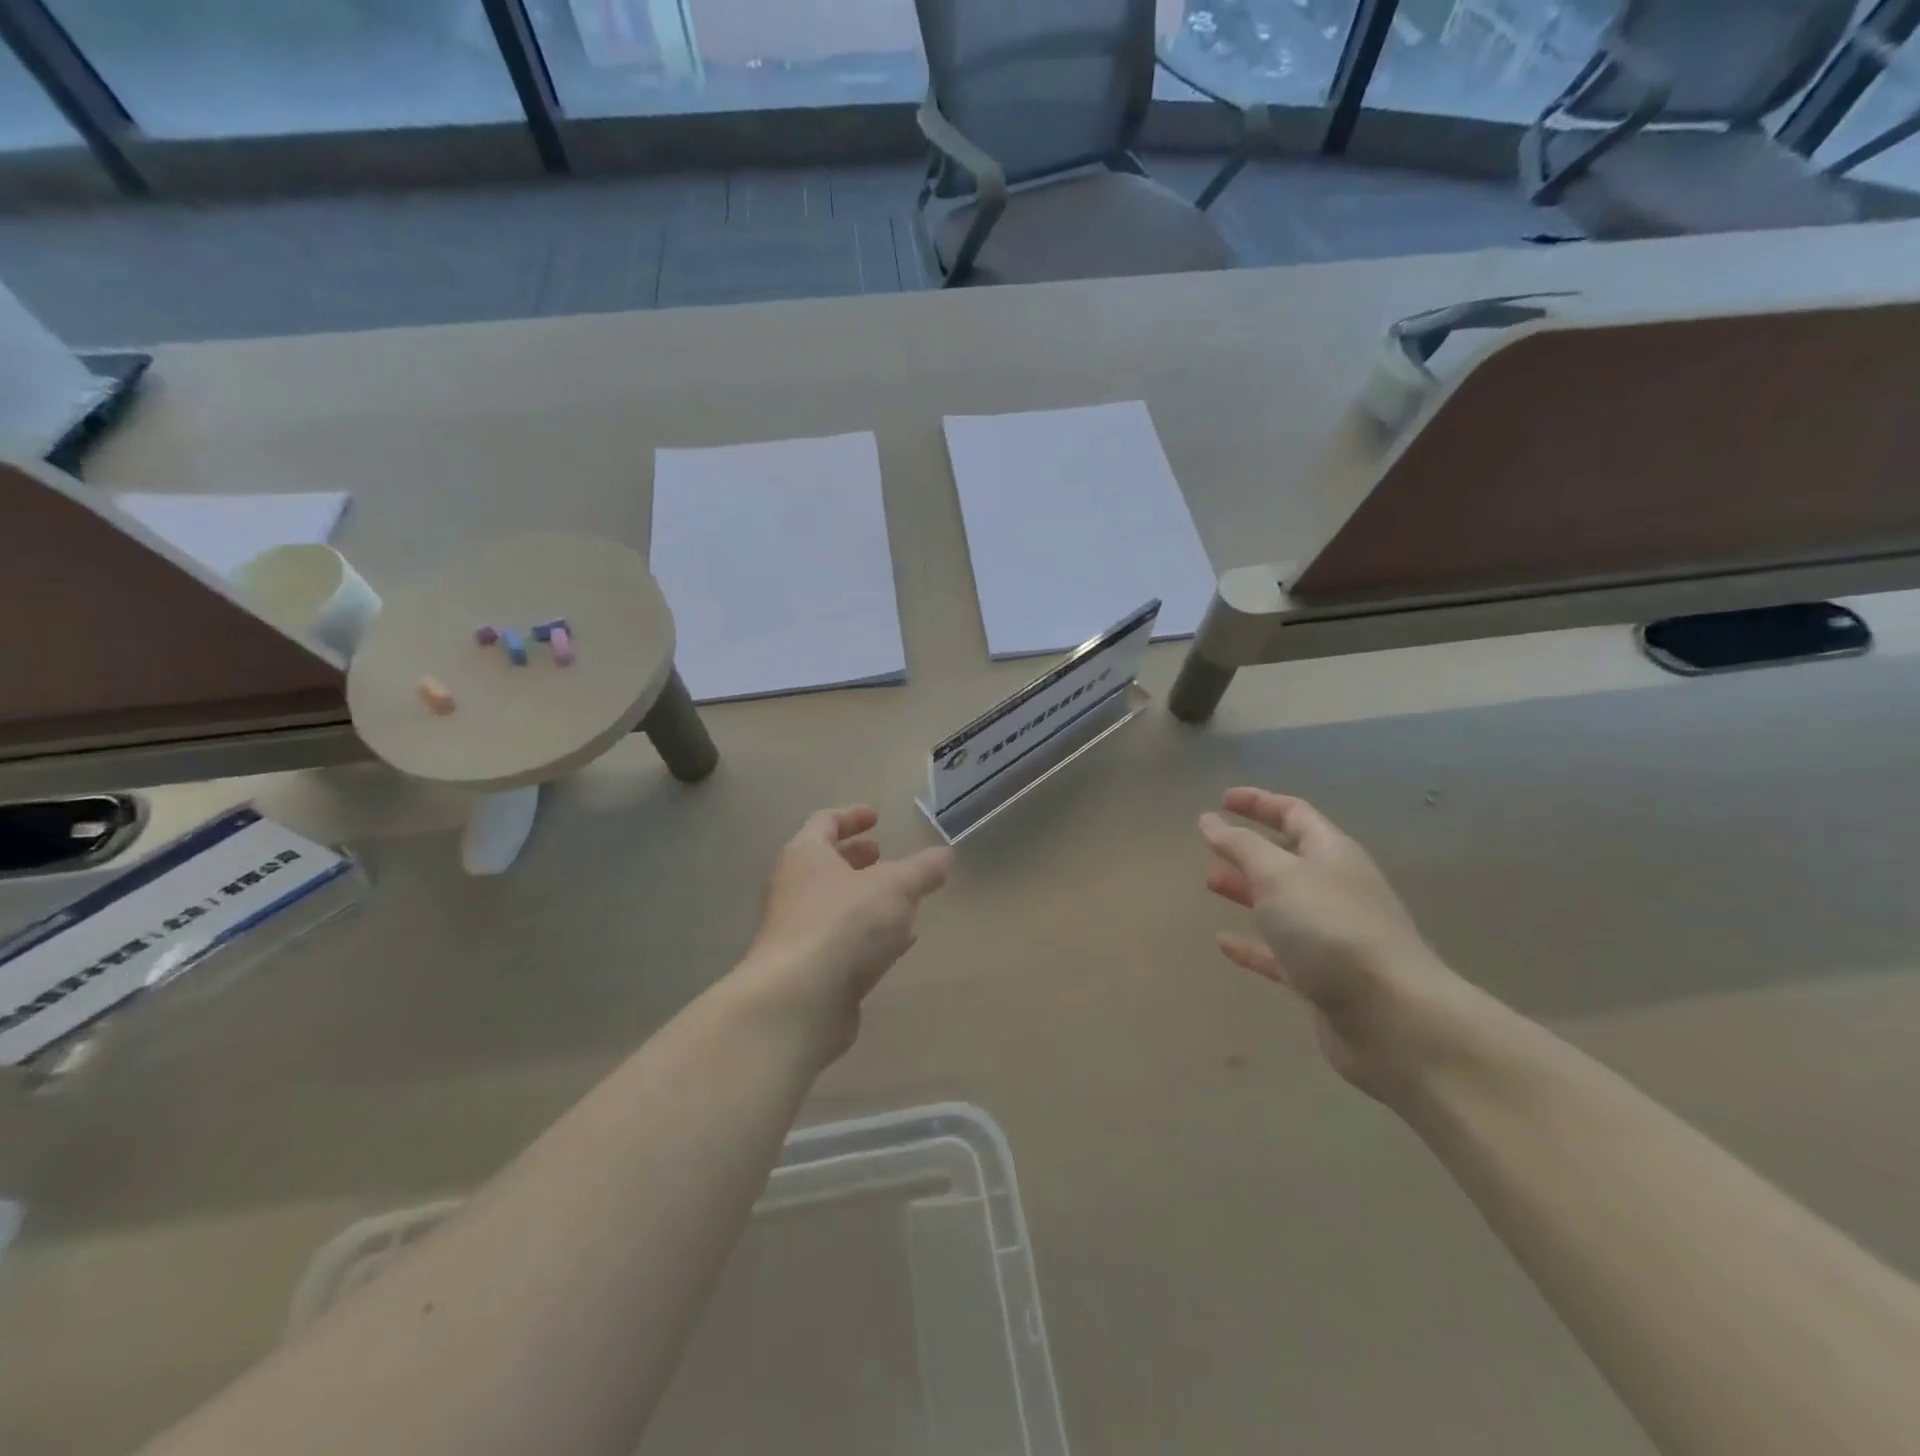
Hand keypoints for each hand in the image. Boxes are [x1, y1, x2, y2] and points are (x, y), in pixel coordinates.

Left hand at [735, 806, 951, 1063]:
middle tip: (882, 856)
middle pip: (824, 864)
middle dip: (856, 858)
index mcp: (806, 855)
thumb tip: (944, 855)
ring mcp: (796, 931)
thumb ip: (922, 870)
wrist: (799, 1000)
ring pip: (833, 904)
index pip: (824, 822)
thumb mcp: (896, 887)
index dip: (851, 816)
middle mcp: (793, 888)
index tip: (876, 818)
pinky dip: (866, 935)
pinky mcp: (806, 969)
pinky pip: (839, 941)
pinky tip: (897, 945)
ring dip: (863, 898)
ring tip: (900, 900)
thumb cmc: (845, 923)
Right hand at [1200, 788, 1468, 1098]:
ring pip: (1281, 904)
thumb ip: (1241, 846)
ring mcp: (1331, 935)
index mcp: (1332, 854)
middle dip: (1249, 849)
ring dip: (1247, 890)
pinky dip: (1252, 945)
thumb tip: (1210, 820)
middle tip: (1210, 847)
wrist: (1392, 1018)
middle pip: (1288, 857)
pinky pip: (1279, 953)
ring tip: (1210, 883)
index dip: (1259, 803)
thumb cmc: (1331, 929)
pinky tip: (1223, 943)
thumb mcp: (1278, 875)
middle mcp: (1335, 888)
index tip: (1222, 801)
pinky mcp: (1322, 977)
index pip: (1294, 813)